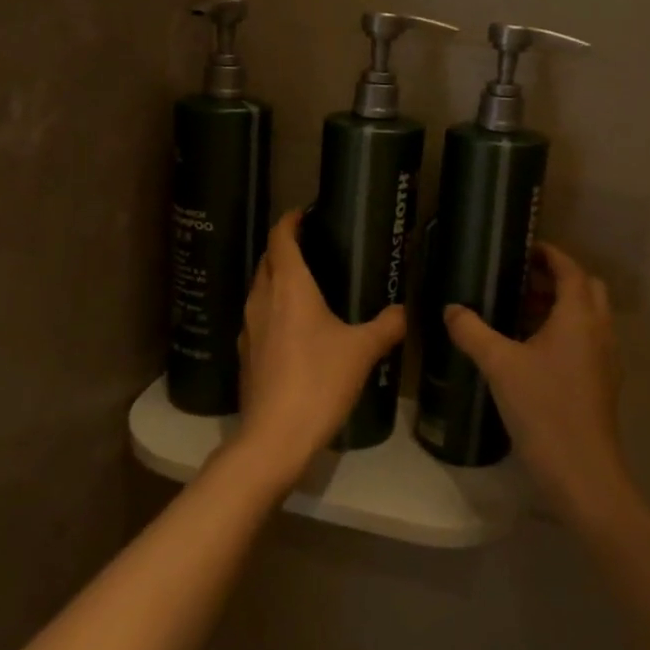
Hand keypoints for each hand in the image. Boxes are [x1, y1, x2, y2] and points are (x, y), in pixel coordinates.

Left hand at [231, 210, 405, 492]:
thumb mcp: (362, 351)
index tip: (303, 212)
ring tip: (304, 283)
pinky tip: (293, 326)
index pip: (281, 238)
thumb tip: (404, 312)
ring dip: (276, 278)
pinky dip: (273, 308)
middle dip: (284, 247)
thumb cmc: (319, 381)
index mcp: (289, 286)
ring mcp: (248, 327)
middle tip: (311, 245)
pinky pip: (258, 316)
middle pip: (267, 260)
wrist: (274, 436)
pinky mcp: (246, 354)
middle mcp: (262, 299)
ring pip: (259, 288)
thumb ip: (387, 326)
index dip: (290, 220)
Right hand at [444, 243, 634, 528]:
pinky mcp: (601, 382)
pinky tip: (531, 349)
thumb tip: (450, 308)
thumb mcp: (499, 365)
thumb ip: (472, 331)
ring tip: (519, 311)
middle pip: (586, 288)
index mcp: (579, 316)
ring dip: (560, 305)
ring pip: (588, 316)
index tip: (523, 248)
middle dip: (556, 278)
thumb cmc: (543, 408)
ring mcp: (604, 358)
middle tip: (520, 279)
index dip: (550, 254)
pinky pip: (586, 340)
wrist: (582, 473)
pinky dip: (564, 331)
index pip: (570, 269)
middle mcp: (599, 330)